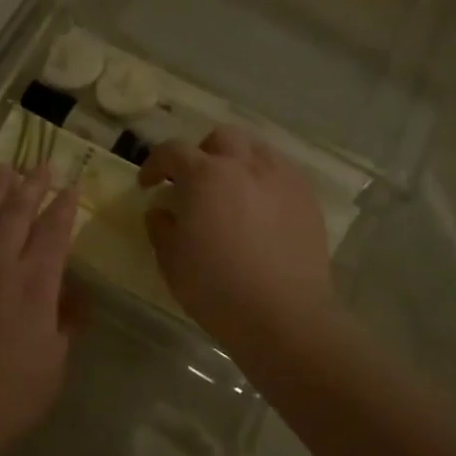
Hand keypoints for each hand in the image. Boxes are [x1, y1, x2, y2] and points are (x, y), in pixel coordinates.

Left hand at [0, 164, 84, 455]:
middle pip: (17, 214)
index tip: (72, 186)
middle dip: (32, 186)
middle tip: (41, 164)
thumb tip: (73, 296)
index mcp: (34, 283)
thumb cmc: (12, 394)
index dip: (64, 206)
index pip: (53, 232)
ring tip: (3, 168)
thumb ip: (66, 322)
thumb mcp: (56, 362)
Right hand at [137, 128, 334, 334]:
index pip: (172, 151)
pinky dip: (266, 179)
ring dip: (237, 161)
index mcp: (204, 175)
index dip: (154, 164)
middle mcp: (244, 164)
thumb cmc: (217, 288)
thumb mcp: (172, 261)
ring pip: (256, 149)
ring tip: (232, 190)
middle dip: (202, 153)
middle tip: (194, 182)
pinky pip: (282, 172)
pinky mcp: (306, 198)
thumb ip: (161, 227)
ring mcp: (281, 178)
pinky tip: (262, 207)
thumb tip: (161, 210)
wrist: (284, 316)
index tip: (148, 184)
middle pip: (220, 138)